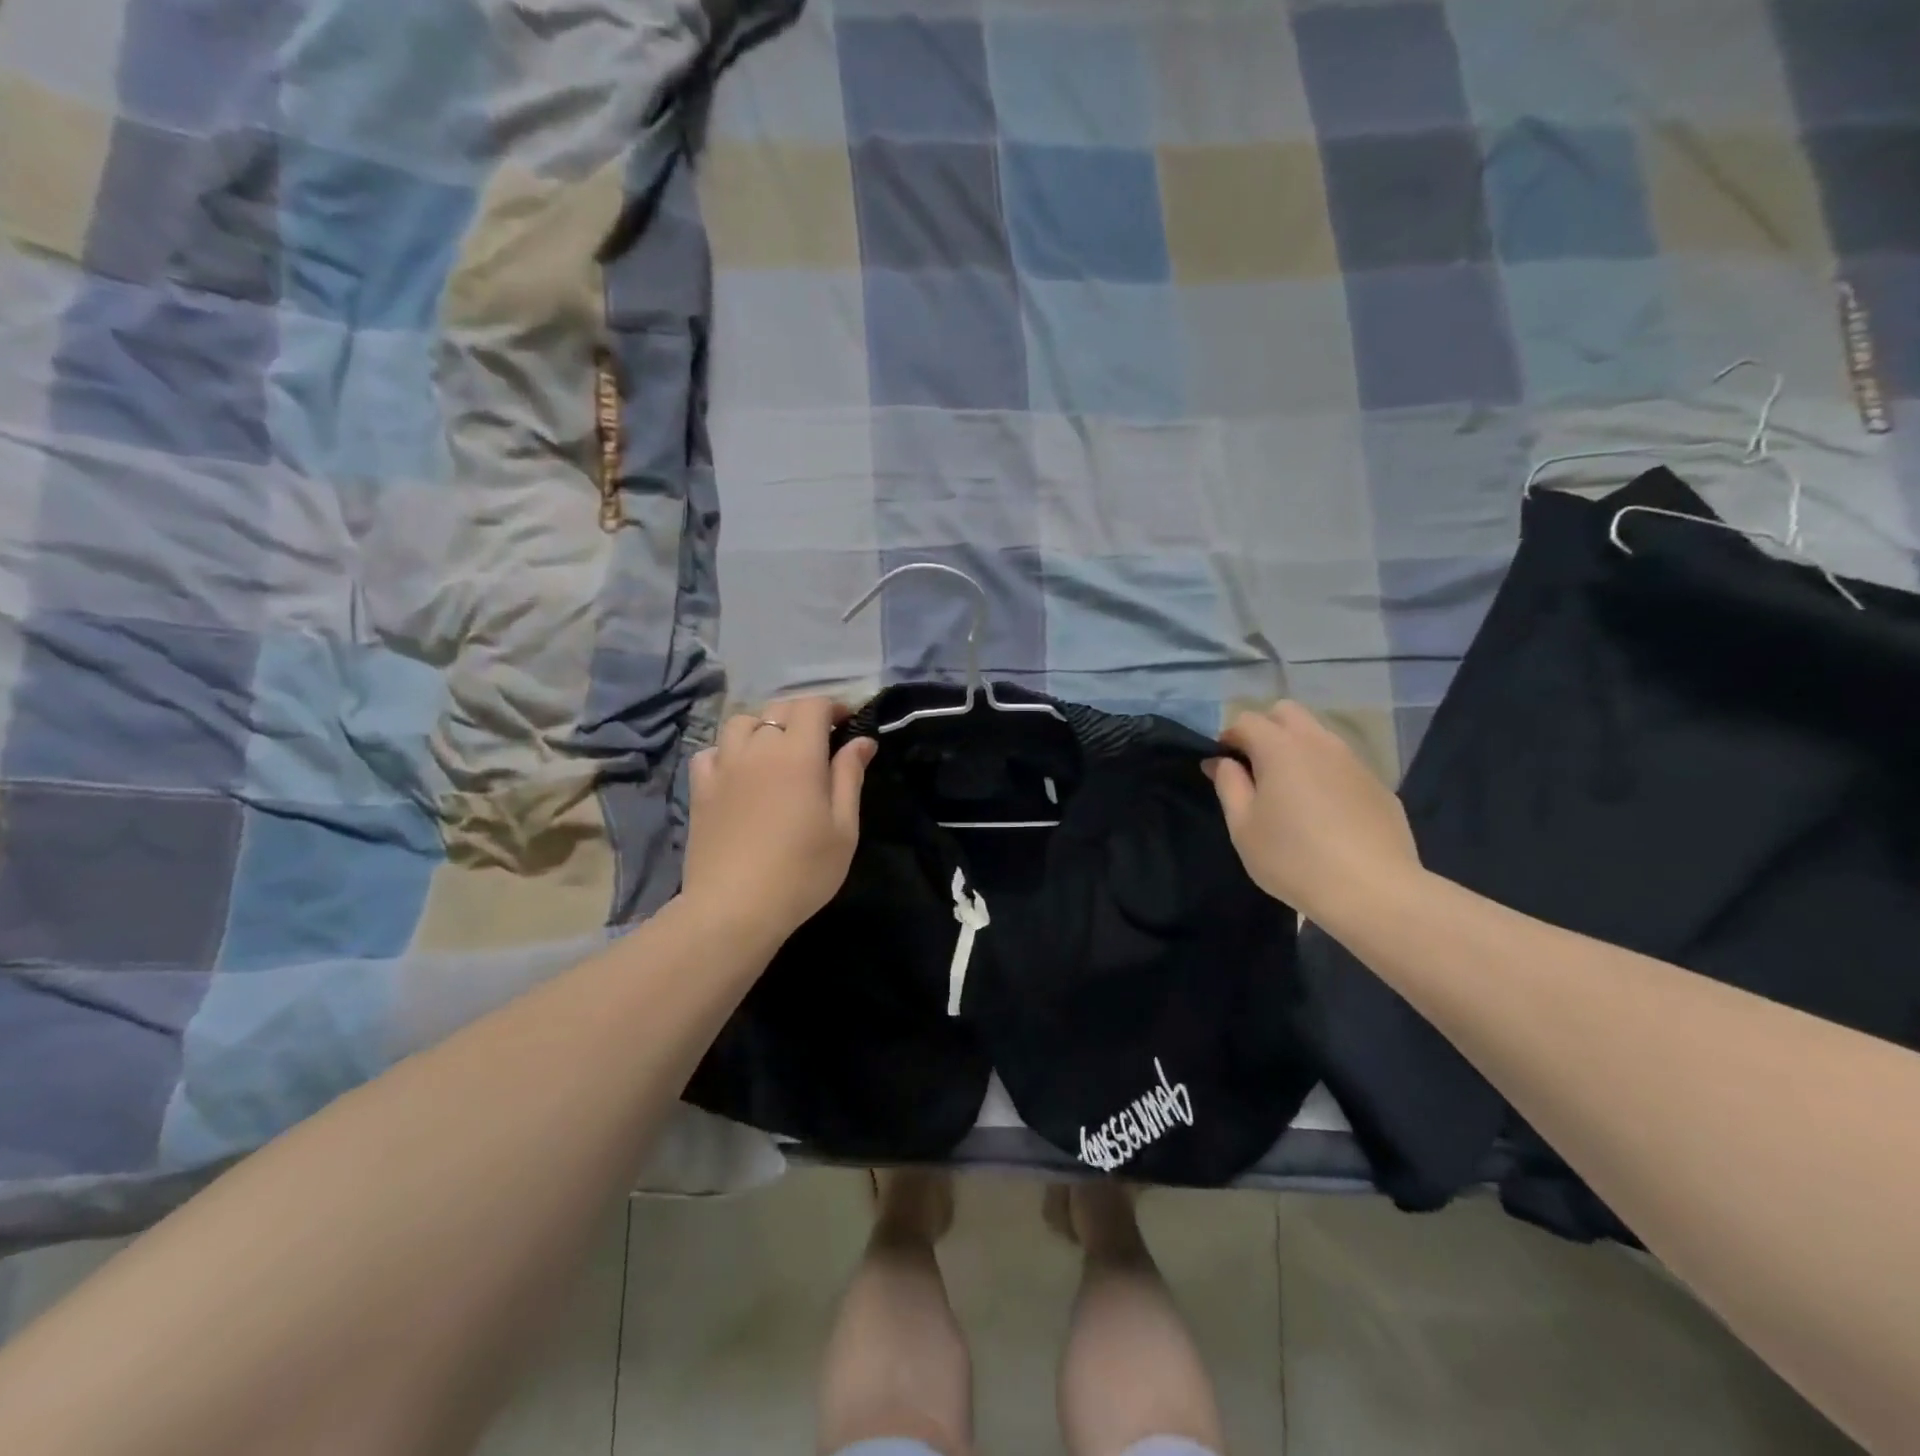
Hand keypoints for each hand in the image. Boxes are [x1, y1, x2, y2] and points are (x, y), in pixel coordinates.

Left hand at [681, 697, 876, 944]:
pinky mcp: (700, 789)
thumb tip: (862, 741)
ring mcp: (724, 766)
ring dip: (763, 727)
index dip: (832, 707)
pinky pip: (711, 751)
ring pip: (741, 723)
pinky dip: (728, 751)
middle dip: (802, 715)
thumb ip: (850, 776)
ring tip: (776, 751)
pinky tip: (738, 771)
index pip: (812, 705)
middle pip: (778, 709)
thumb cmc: (802, 870)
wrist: (735, 908)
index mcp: (798, 754)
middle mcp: (758, 748)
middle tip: (819, 740)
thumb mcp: (843, 827)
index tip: (846, 723)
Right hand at [1206, 701, 1420, 924]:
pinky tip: (1325, 814)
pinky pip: (1343, 765)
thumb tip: (1222, 761)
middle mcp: (1319, 743)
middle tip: (1257, 769)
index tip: (1224, 768)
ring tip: (1291, 792)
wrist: (1373, 891)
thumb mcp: (1243, 826)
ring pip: (1319, 736)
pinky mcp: (1378, 785)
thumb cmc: (1293, 858)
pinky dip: (1325, 774)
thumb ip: (1229, 784)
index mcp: (1281, 748)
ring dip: (1298, 750)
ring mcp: (1354, 762)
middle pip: (1287, 712)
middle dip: (1266, 729)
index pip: (1247, 720)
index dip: (1229, 738)